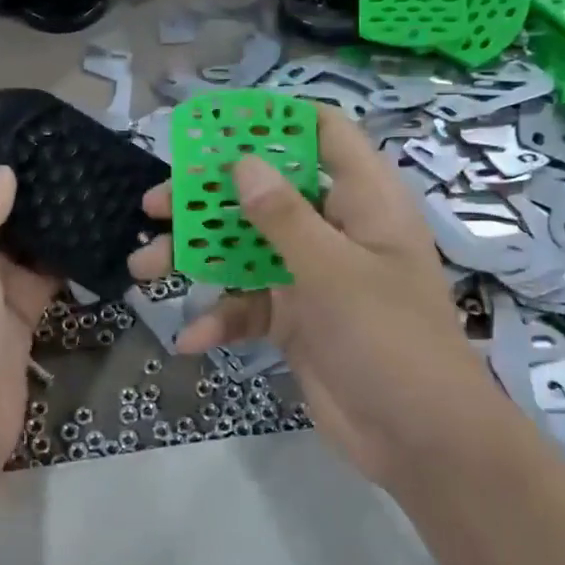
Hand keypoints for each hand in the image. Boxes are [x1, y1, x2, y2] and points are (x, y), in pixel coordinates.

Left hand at [0, 153, 57, 474]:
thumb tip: (2, 173)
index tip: (3, 123)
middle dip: (9, 178)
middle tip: (56, 147)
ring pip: (12, 239)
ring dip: (38, 217)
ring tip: (79, 177)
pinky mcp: (13, 313)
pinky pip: (38, 275)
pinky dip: (59, 257)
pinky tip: (89, 229)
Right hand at [127, 105, 498, 485]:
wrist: (421, 443)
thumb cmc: (389, 339)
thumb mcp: (332, 272)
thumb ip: (282, 216)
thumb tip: (241, 162)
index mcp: (362, 201)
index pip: (324, 135)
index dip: (273, 122)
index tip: (216, 125)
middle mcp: (334, 229)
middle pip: (264, 193)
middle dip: (207, 200)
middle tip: (154, 205)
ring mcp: (312, 276)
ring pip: (245, 250)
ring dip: (197, 259)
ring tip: (143, 268)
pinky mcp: (295, 319)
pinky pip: (249, 306)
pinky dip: (221, 319)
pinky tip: (192, 339)